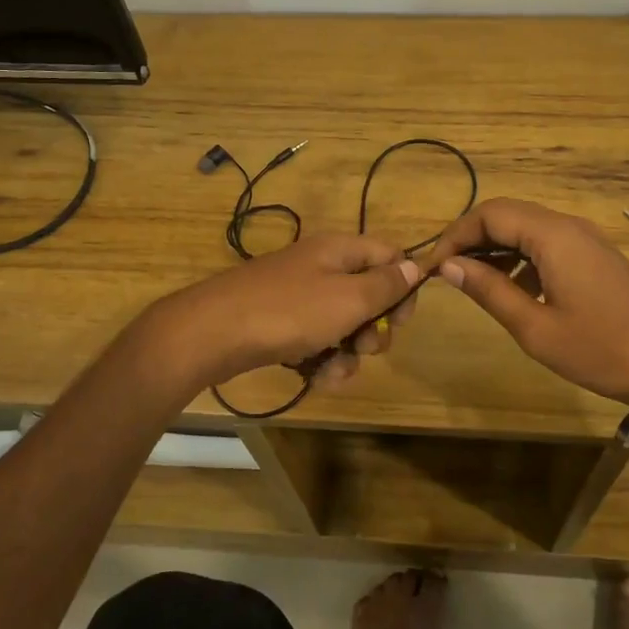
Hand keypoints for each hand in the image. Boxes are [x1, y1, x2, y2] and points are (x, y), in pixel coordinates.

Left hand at [146, 234, 421, 391]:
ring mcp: (299, 297)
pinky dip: (322, 361)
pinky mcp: (282, 325)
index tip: (401, 318)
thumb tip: (416, 266)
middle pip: (368, 295)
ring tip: (333, 370)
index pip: (389, 255)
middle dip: (373, 328)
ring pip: (344, 326)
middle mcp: (322, 268)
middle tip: (365, 346)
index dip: (403, 285)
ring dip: (348, 353)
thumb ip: (386, 284)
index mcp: (339, 250)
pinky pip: (318, 342)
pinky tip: (315, 378)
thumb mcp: (348, 298)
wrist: (212, 334)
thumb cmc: (288, 312)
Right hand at [424, 198, 628, 403]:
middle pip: (507, 215)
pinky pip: (547, 243)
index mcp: (552, 236)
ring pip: (526, 228)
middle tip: (448, 272)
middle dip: (472, 239)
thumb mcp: (535, 327)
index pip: (489, 214)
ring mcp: (584, 239)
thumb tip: (447, 266)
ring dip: (496, 248)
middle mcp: (567, 225)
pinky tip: (513, 290)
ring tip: (473, 283)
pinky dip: (521, 258)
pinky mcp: (594, 255)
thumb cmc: (600, 349)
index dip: (456, 235)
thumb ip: (489, 291)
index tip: (434, 267)